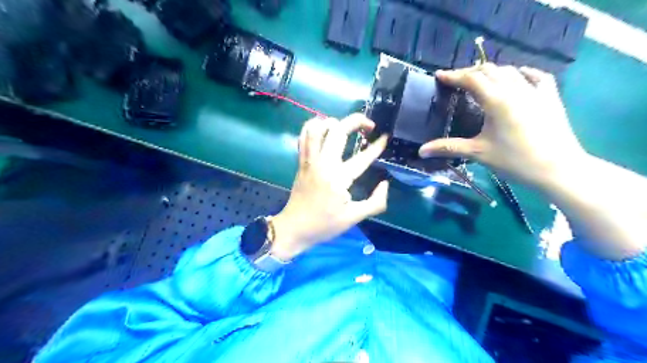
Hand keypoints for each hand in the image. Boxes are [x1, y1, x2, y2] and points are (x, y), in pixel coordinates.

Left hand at [269, 115, 387, 259]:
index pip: (362, 157)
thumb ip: (375, 202)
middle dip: (355, 120)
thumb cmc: (324, 225)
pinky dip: (313, 127)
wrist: (294, 228)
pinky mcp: (300, 162)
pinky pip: (303, 137)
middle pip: (337, 131)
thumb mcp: (354, 218)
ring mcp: (309, 161)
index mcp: (338, 178)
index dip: (377, 146)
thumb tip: (384, 184)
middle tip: (368, 125)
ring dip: (332, 121)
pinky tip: (323, 131)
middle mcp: (323, 164)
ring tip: (344, 126)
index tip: (385, 137)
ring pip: (316, 128)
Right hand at [420, 63, 586, 185]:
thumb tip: (421, 150)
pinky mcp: (549, 97)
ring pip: (509, 71)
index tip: (439, 75)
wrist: (557, 169)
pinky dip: (521, 73)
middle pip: (489, 70)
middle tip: (455, 79)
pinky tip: (517, 75)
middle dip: (469, 71)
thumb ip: (448, 147)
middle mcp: (516, 89)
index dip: (453, 75)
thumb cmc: (514, 161)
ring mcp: (535, 91)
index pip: (471, 79)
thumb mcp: (478, 153)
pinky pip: (535, 76)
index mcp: (497, 101)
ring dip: (491, 71)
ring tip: (479, 79)